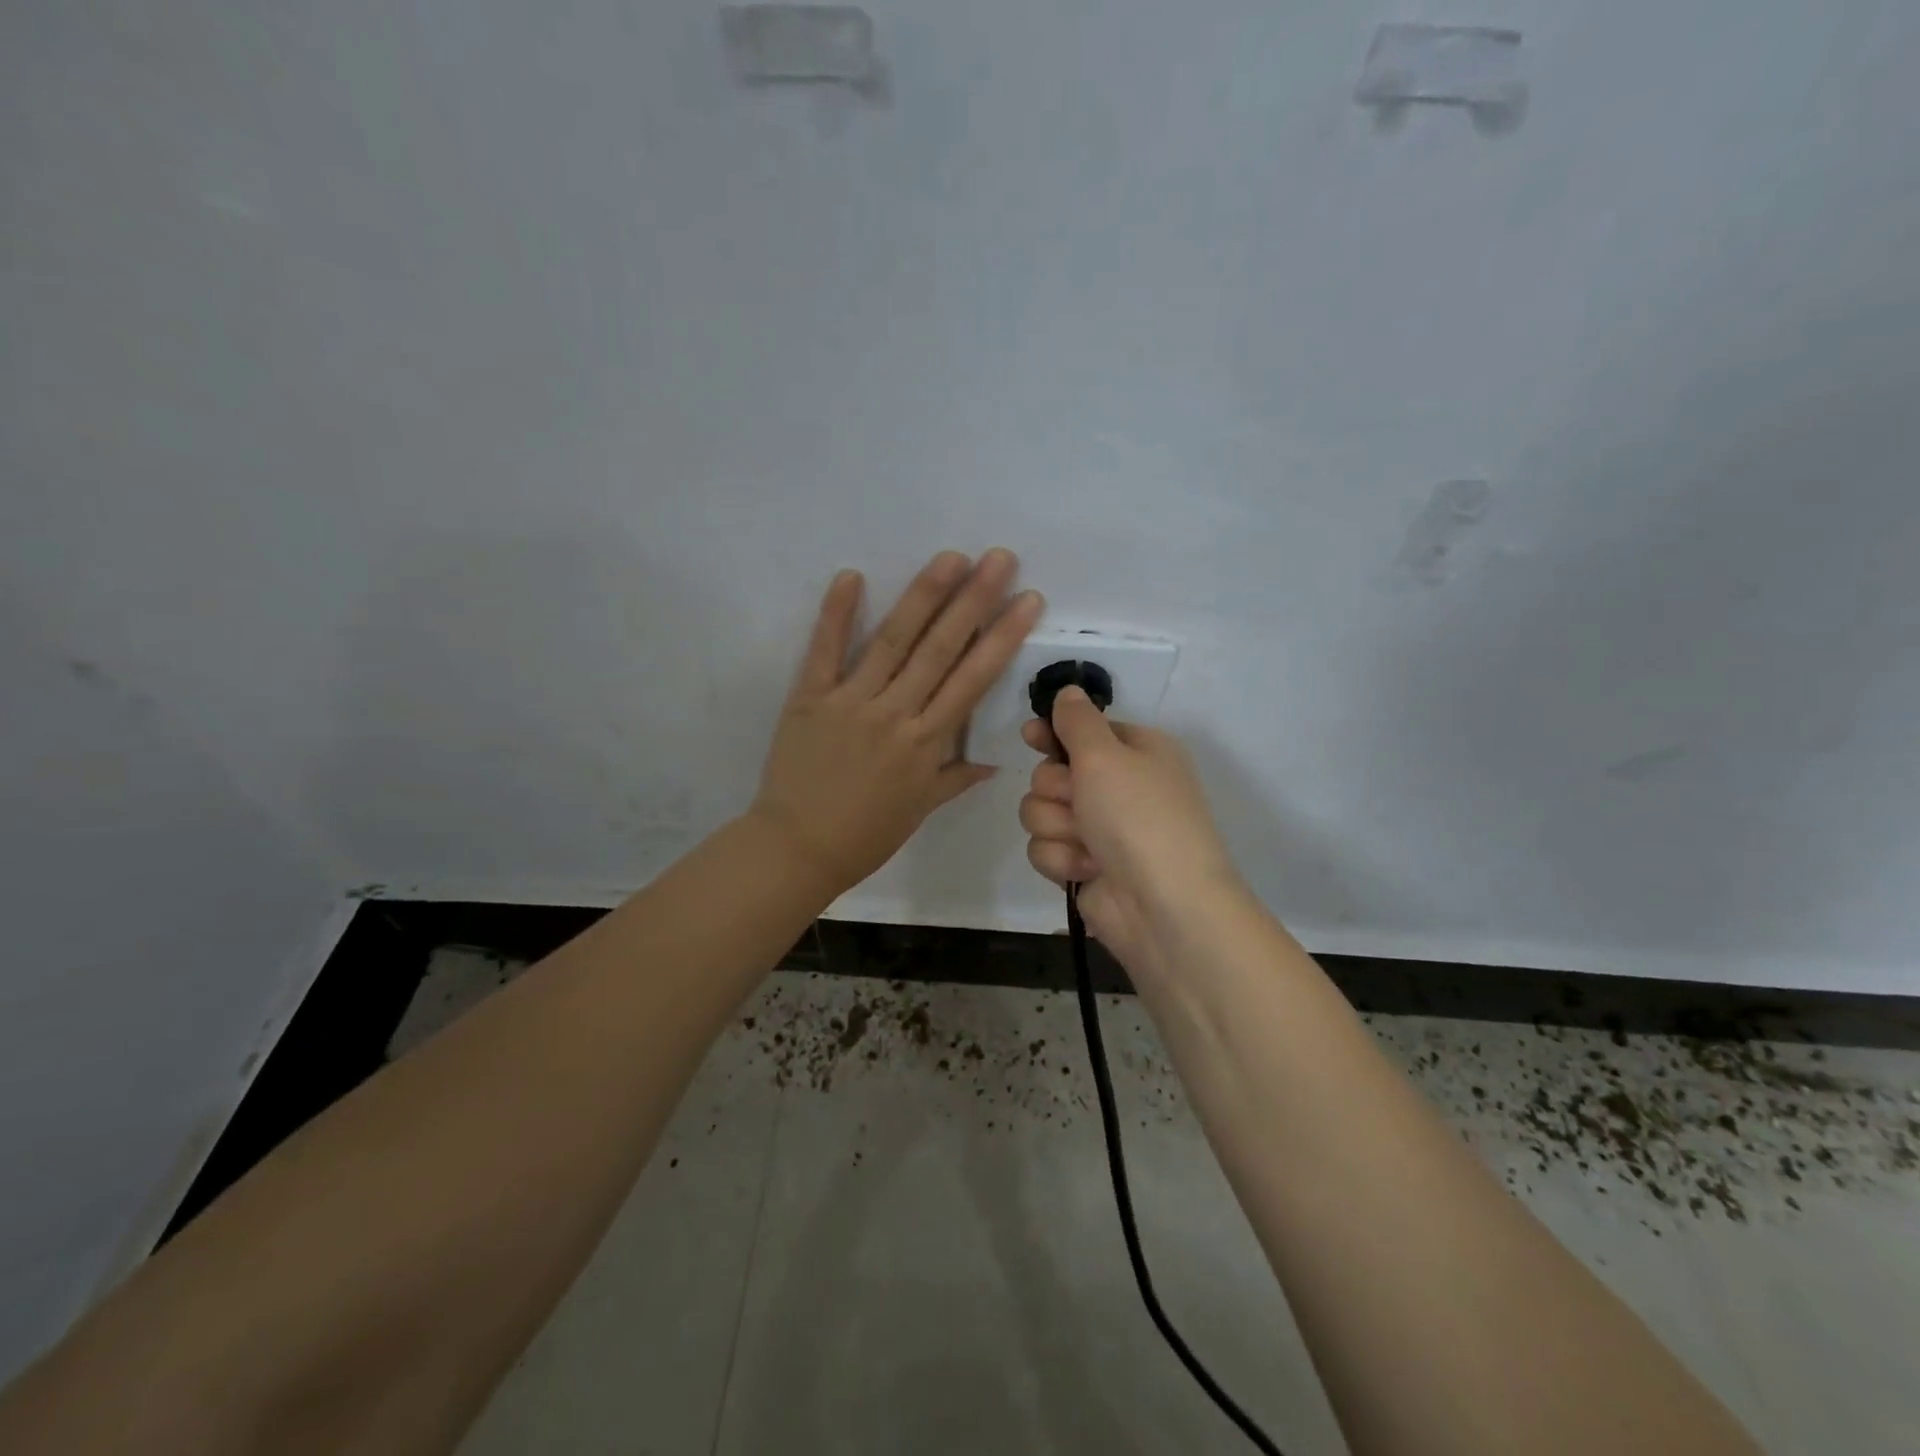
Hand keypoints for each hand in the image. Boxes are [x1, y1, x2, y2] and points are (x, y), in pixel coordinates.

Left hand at [752, 549, 1043, 897]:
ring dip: (923, 596)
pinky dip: (836, 614)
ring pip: (893, 641)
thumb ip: (955, 779)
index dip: (1003, 637)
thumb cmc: (865, 835)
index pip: (973, 680)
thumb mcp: (919, 810)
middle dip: (974, 601)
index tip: (1027, 600)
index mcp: (927, 742)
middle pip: (940, 649)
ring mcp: (851, 701)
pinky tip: (850, 576)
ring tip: (951, 558)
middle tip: (998, 558)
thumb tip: (992, 762)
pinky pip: (824, 651)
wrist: (797, 849)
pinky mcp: (810, 698)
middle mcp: (895, 713)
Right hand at [1019, 688, 1241, 964]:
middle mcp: (1118, 787)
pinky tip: (1086, 870)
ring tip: (1086, 843)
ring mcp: (1099, 830)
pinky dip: (1061, 858)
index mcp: (1137, 752)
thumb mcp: (1106, 754)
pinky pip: (1045, 848)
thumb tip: (1068, 692)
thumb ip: (1077, 721)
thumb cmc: (1138, 816)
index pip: (1083, 731)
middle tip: (1078, 800)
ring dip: (1056, 826)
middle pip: (1051, 772)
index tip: (1030, 736)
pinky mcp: (1082, 866)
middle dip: (1056, 789)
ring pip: (1040, 811)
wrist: (1163, 905)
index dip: (1053, 734)